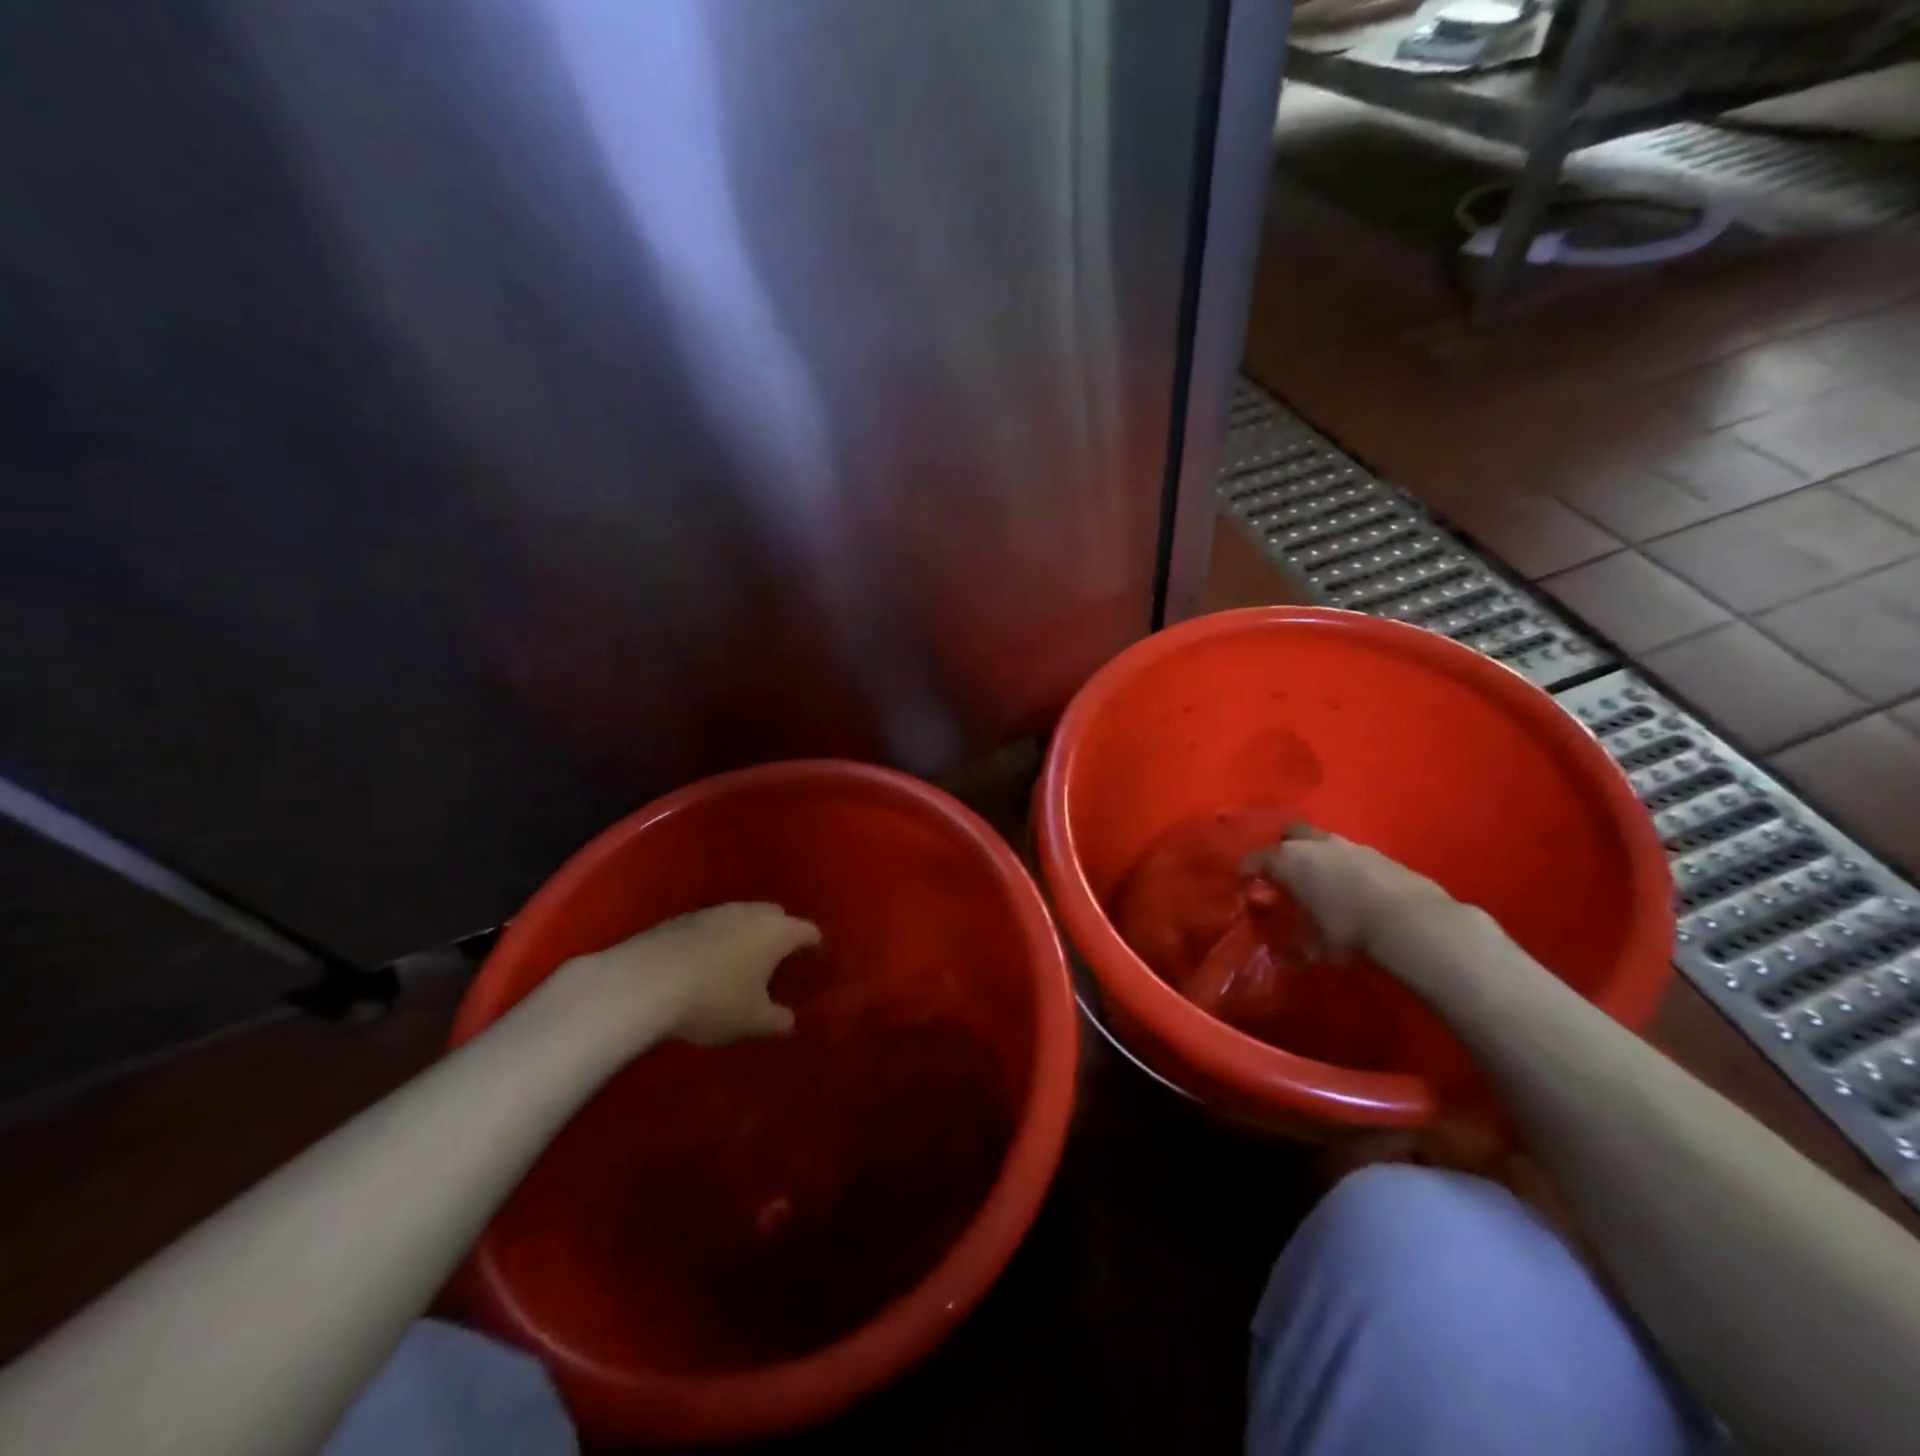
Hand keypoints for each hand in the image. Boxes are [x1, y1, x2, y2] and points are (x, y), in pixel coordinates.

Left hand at [560, 902, 819, 1048]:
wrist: (644, 981)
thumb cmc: (714, 999)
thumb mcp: (752, 1021)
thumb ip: (777, 1020)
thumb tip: (790, 1021)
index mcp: (777, 932)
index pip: (808, 931)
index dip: (815, 945)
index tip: (817, 958)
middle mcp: (750, 912)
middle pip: (776, 917)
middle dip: (781, 934)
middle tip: (781, 960)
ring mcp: (714, 911)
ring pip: (742, 918)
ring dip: (746, 936)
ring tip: (742, 962)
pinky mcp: (682, 919)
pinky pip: (712, 927)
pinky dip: (717, 941)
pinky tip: (706, 964)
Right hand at [1242, 824, 1455, 961]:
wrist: (1410, 922)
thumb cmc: (1346, 930)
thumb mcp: (1312, 946)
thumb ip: (1292, 947)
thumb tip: (1278, 958)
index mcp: (1288, 860)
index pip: (1256, 859)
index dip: (1249, 872)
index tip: (1248, 886)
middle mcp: (1314, 845)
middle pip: (1290, 834)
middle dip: (1284, 849)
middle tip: (1286, 874)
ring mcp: (1349, 845)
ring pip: (1322, 842)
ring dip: (1318, 857)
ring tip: (1322, 884)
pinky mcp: (1379, 854)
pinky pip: (1351, 855)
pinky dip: (1345, 867)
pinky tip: (1353, 890)